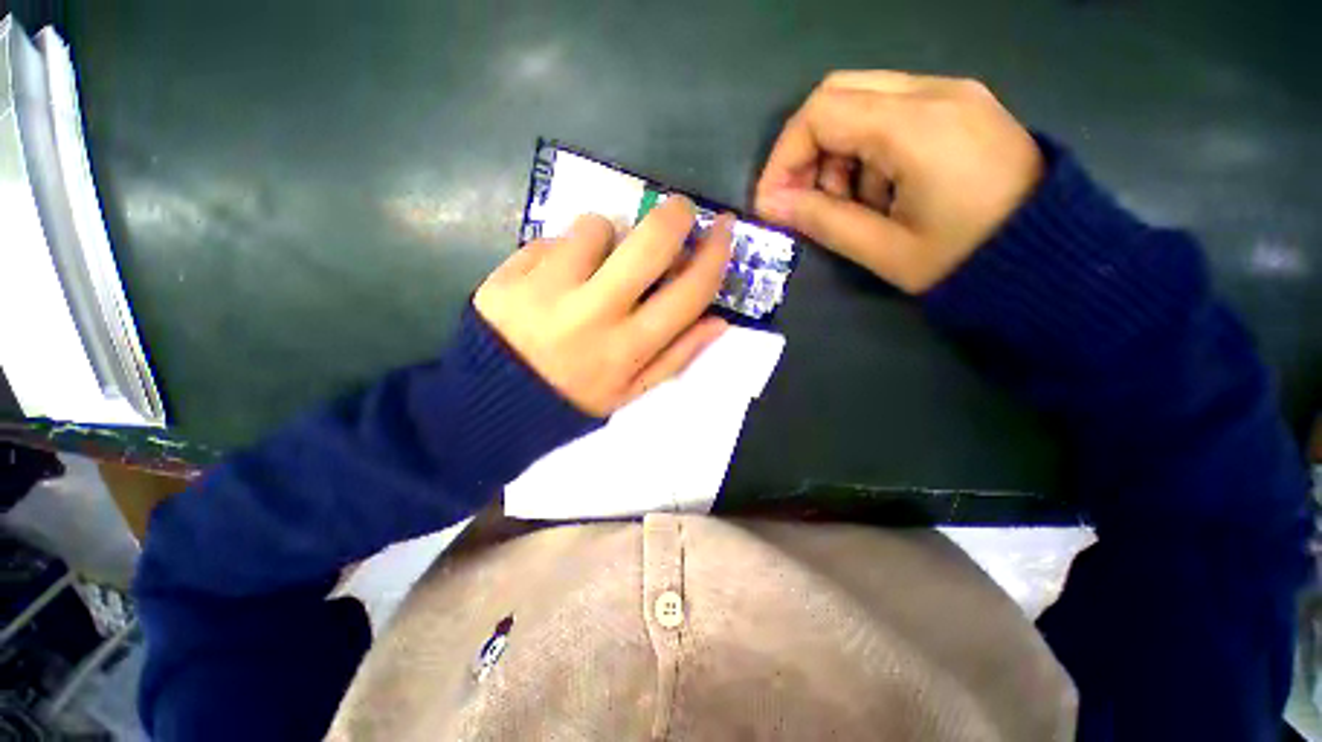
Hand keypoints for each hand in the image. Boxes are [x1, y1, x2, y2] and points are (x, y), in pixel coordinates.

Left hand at [474, 197, 732, 415]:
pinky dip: (561, 250)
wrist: (494, 403)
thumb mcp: (631, 392)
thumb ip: (677, 356)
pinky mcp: (510, 274)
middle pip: (650, 243)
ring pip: (596, 226)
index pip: (689, 292)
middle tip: (679, 211)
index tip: (725, 229)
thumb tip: (719, 319)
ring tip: (593, 262)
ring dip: (605, 236)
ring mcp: (548, 290)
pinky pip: (550, 238)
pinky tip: (553, 278)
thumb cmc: (573, 399)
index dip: (715, 255)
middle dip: (675, 215)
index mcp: (628, 348)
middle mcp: (594, 314)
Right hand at [754, 70, 1042, 292]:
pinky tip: (881, 190)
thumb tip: (771, 205)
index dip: (784, 157)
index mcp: (918, 126)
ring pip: (862, 100)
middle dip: (807, 150)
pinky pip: (892, 110)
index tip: (773, 202)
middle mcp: (936, 91)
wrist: (1050, 256)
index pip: (821, 113)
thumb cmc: (965, 261)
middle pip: (838, 93)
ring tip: (851, 203)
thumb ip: (822, 221)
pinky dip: (866, 148)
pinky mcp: (960, 106)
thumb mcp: (884, 250)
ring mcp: (953, 93)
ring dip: (837, 151)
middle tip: (806, 199)